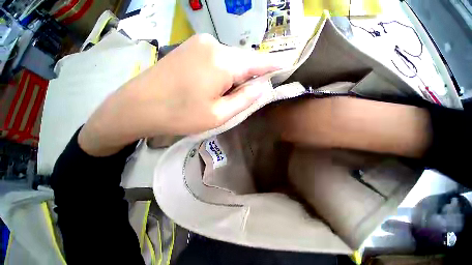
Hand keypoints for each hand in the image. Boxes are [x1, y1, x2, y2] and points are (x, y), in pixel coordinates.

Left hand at [78, 34, 278, 155]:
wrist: (138, 106)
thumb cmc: (180, 115)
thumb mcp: (219, 114)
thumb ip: (245, 99)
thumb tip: (263, 87)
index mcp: (223, 62)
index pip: (258, 62)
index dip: (273, 66)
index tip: (287, 67)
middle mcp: (214, 45)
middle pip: (243, 61)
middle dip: (249, 78)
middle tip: (246, 97)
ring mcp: (200, 43)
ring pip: (230, 61)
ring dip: (234, 77)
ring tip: (224, 97)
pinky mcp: (190, 48)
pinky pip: (217, 59)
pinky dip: (223, 73)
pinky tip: (213, 87)